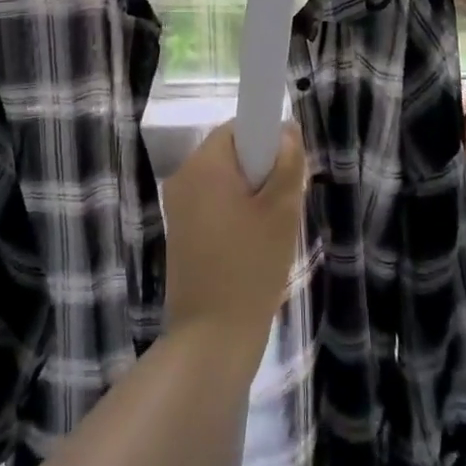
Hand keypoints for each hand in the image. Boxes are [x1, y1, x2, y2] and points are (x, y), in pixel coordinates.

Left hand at [161, 123, 307, 355]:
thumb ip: (287, 162)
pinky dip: (235, 214)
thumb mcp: (282, 211)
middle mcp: (183, 177)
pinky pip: (213, 205)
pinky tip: (253, 246)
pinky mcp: (180, 232)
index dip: (266, 140)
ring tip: (272, 231)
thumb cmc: (251, 266)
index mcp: (203, 164)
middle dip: (261, 171)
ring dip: (251, 195)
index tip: (287, 170)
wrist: (212, 337)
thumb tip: (286, 129)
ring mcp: (178, 206)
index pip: (237, 128)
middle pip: (230, 154)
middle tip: (286, 205)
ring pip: (224, 182)